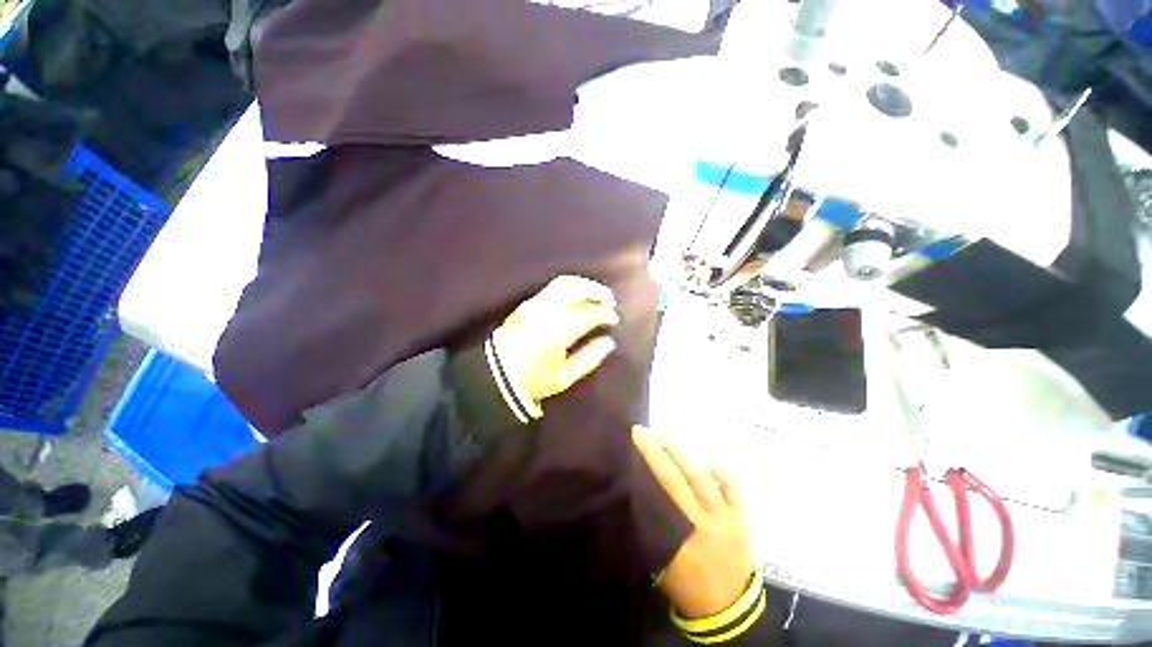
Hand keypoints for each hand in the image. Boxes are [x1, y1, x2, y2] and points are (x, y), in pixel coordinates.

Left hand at [492, 275, 618, 405]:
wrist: (498, 375)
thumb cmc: (534, 380)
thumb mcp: (565, 377)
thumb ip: (590, 358)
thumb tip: (609, 342)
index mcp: (557, 332)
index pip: (588, 314)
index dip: (605, 314)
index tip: (614, 319)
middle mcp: (546, 312)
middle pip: (576, 289)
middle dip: (597, 291)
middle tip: (610, 300)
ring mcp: (534, 305)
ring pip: (564, 283)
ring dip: (584, 285)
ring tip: (596, 294)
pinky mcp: (527, 304)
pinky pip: (553, 288)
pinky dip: (571, 287)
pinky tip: (578, 297)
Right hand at [632, 425, 754, 618]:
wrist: (729, 610)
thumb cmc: (688, 585)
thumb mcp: (661, 564)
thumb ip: (653, 531)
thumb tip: (639, 496)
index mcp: (680, 540)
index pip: (658, 495)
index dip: (646, 468)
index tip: (634, 447)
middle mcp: (702, 524)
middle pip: (675, 480)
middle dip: (656, 452)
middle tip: (642, 432)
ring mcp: (725, 519)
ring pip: (701, 478)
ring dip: (680, 454)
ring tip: (664, 437)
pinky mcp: (742, 518)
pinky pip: (732, 487)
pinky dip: (720, 472)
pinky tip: (707, 464)